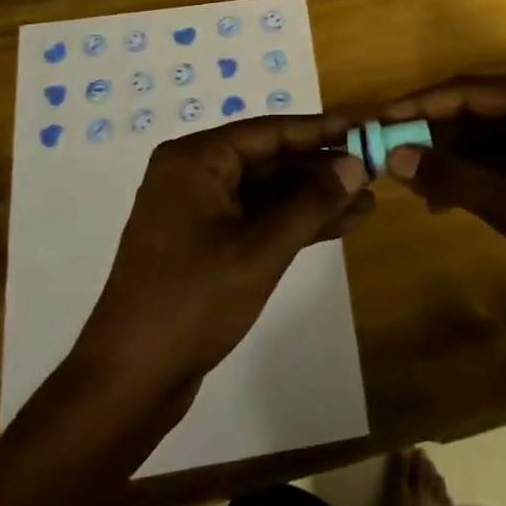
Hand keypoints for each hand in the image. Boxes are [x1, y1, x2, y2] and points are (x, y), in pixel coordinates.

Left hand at [73, 115, 371, 403]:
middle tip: (374, 170)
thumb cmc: (193, 300)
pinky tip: (339, 225)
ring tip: (368, 202)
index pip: (269, 132)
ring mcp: (199, 212)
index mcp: (195, 160)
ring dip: (314, 199)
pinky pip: (257, 220)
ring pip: (267, 193)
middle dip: (321, 169)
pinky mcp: (206, 244)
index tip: (363, 126)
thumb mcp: (261, 249)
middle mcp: (194, 175)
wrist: (131, 378)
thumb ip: (311, 203)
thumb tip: (355, 165)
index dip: (320, 130)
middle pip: (269, 160)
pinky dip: (294, 224)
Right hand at [381, 76, 505, 329]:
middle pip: (477, 112)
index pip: (472, 90)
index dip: (423, 103)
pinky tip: (443, 203)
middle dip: (434, 133)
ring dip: (450, 159)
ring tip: (413, 186)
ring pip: (486, 140)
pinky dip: (471, 179)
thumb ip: (455, 177)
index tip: (379, 119)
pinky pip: (500, 166)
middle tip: (389, 156)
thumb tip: (394, 156)